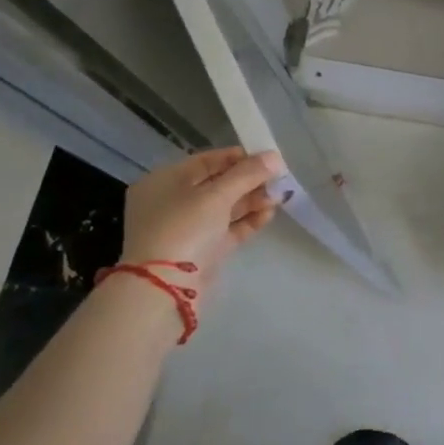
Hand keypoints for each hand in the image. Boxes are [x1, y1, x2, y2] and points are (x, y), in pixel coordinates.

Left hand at [118, 148, 283, 300]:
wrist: (166, 287)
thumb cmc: (184, 228)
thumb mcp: (216, 195)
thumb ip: (248, 174)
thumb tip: (276, 157)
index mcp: (164, 181)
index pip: (205, 161)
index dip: (237, 157)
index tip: (266, 158)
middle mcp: (173, 203)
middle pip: (217, 185)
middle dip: (249, 181)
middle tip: (278, 179)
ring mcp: (187, 229)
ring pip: (225, 208)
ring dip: (252, 201)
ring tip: (279, 197)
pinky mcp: (202, 251)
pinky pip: (228, 229)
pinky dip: (248, 221)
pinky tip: (269, 214)